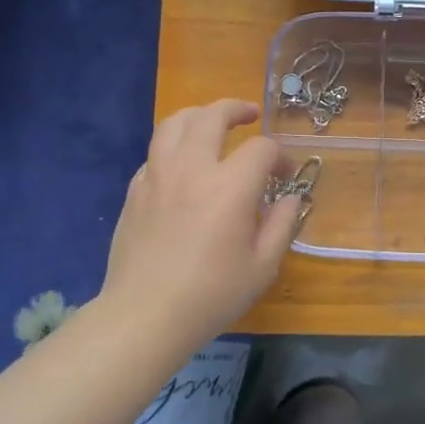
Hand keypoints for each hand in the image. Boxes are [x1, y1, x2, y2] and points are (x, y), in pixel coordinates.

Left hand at [99, 100, 300, 352]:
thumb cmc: (211, 295)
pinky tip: (182, 165)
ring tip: (211, 123)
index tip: (286, 175)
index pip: (261, 148)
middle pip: (211, 116)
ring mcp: (157, 176)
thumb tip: (290, 197)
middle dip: (235, 109)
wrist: (146, 315)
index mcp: (230, 186)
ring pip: (173, 123)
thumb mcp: (262, 266)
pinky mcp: (134, 190)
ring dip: (198, 115)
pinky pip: (154, 153)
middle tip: (250, 115)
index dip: (280, 155)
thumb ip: (282, 225)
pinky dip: (173, 147)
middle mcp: (192, 169)